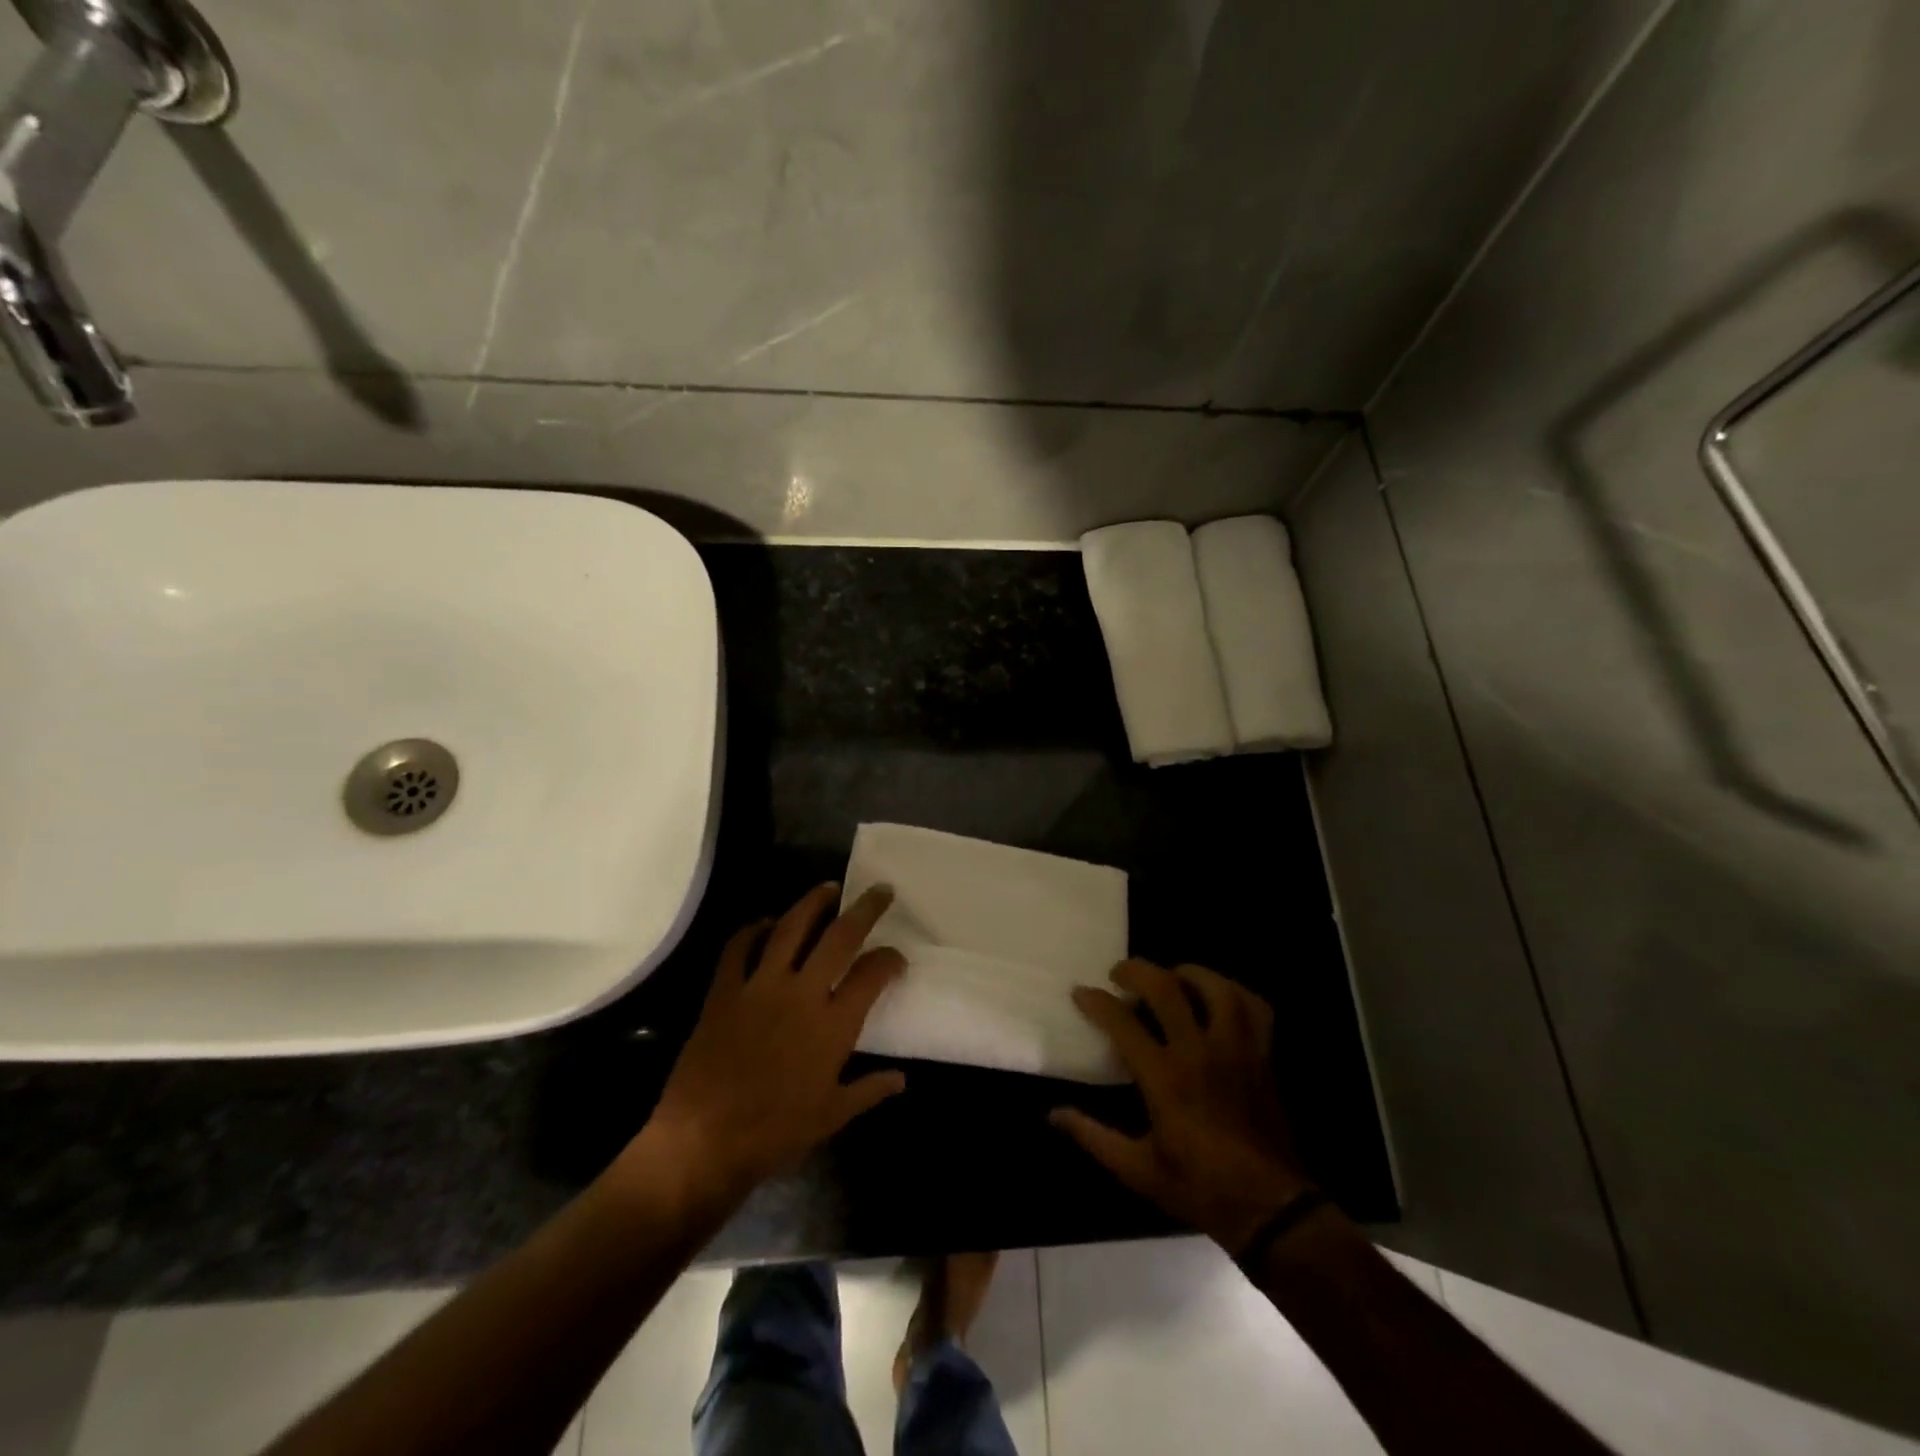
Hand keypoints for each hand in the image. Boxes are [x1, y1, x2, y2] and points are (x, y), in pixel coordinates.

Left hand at [620, 884, 906, 1212]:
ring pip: (790, 928)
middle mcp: (801, 994)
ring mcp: (759, 987)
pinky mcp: (723, 991)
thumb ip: (870, 1090)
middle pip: (840, 936)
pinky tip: (765, 924)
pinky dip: (753, 930)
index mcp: (833, 1025)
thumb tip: (902, 1079)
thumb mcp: (832, 1116)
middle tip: (879, 891)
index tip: (897, 957)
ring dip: (812, 903)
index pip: (872, 974)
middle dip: (865, 909)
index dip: (890, 958)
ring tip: (828, 889)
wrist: (703, 1142)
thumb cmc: (775, 1133)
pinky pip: (739, 948)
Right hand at [1053, 959, 1312, 1253]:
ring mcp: (1236, 1049)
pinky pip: (1255, 1007)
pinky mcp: (1263, 1055)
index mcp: (1165, 1078)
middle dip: (1137, 970)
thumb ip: (1093, 1136)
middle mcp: (1200, 1052)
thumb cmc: (1199, 1187)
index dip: (1096, 1001)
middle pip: (1166, 988)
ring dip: (1187, 973)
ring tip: (1170, 977)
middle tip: (1120, 973)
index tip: (1081, 992)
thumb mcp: (1138, 1169)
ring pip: (1215, 987)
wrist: (1271, 1208)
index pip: (1123, 1022)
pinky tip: (1218, 998)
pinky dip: (1235, 993)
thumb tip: (1053, 1114)